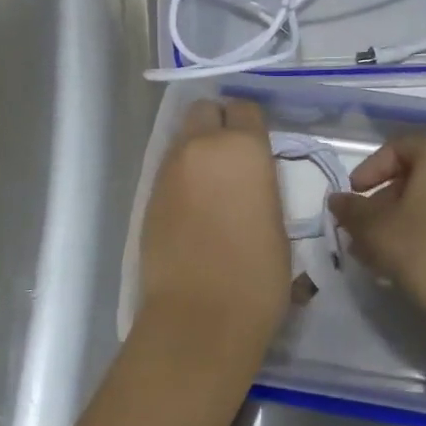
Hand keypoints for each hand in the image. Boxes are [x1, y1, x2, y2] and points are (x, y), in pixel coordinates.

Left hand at [138, 98, 290, 354]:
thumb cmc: (257, 274)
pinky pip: (169, 169)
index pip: (244, 108)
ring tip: (212, 185)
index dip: (250, 123)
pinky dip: (182, 176)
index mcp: (243, 147)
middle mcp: (201, 146)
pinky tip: (193, 207)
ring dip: (197, 149)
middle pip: (204, 110)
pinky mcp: (148, 195)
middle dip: (217, 123)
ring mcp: (169, 170)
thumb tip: (249, 182)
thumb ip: (260, 185)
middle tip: (232, 155)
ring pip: (183, 138)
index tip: (257, 144)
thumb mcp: (277, 222)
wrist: (199, 317)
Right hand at [328, 135, 425, 350]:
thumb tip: (337, 200)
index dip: (368, 172)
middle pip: (417, 173)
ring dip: (402, 219)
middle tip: (362, 231)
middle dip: (384, 201)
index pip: (396, 148)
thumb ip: (352, 210)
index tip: (351, 200)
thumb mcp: (377, 229)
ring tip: (377, 252)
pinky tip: (406, 259)